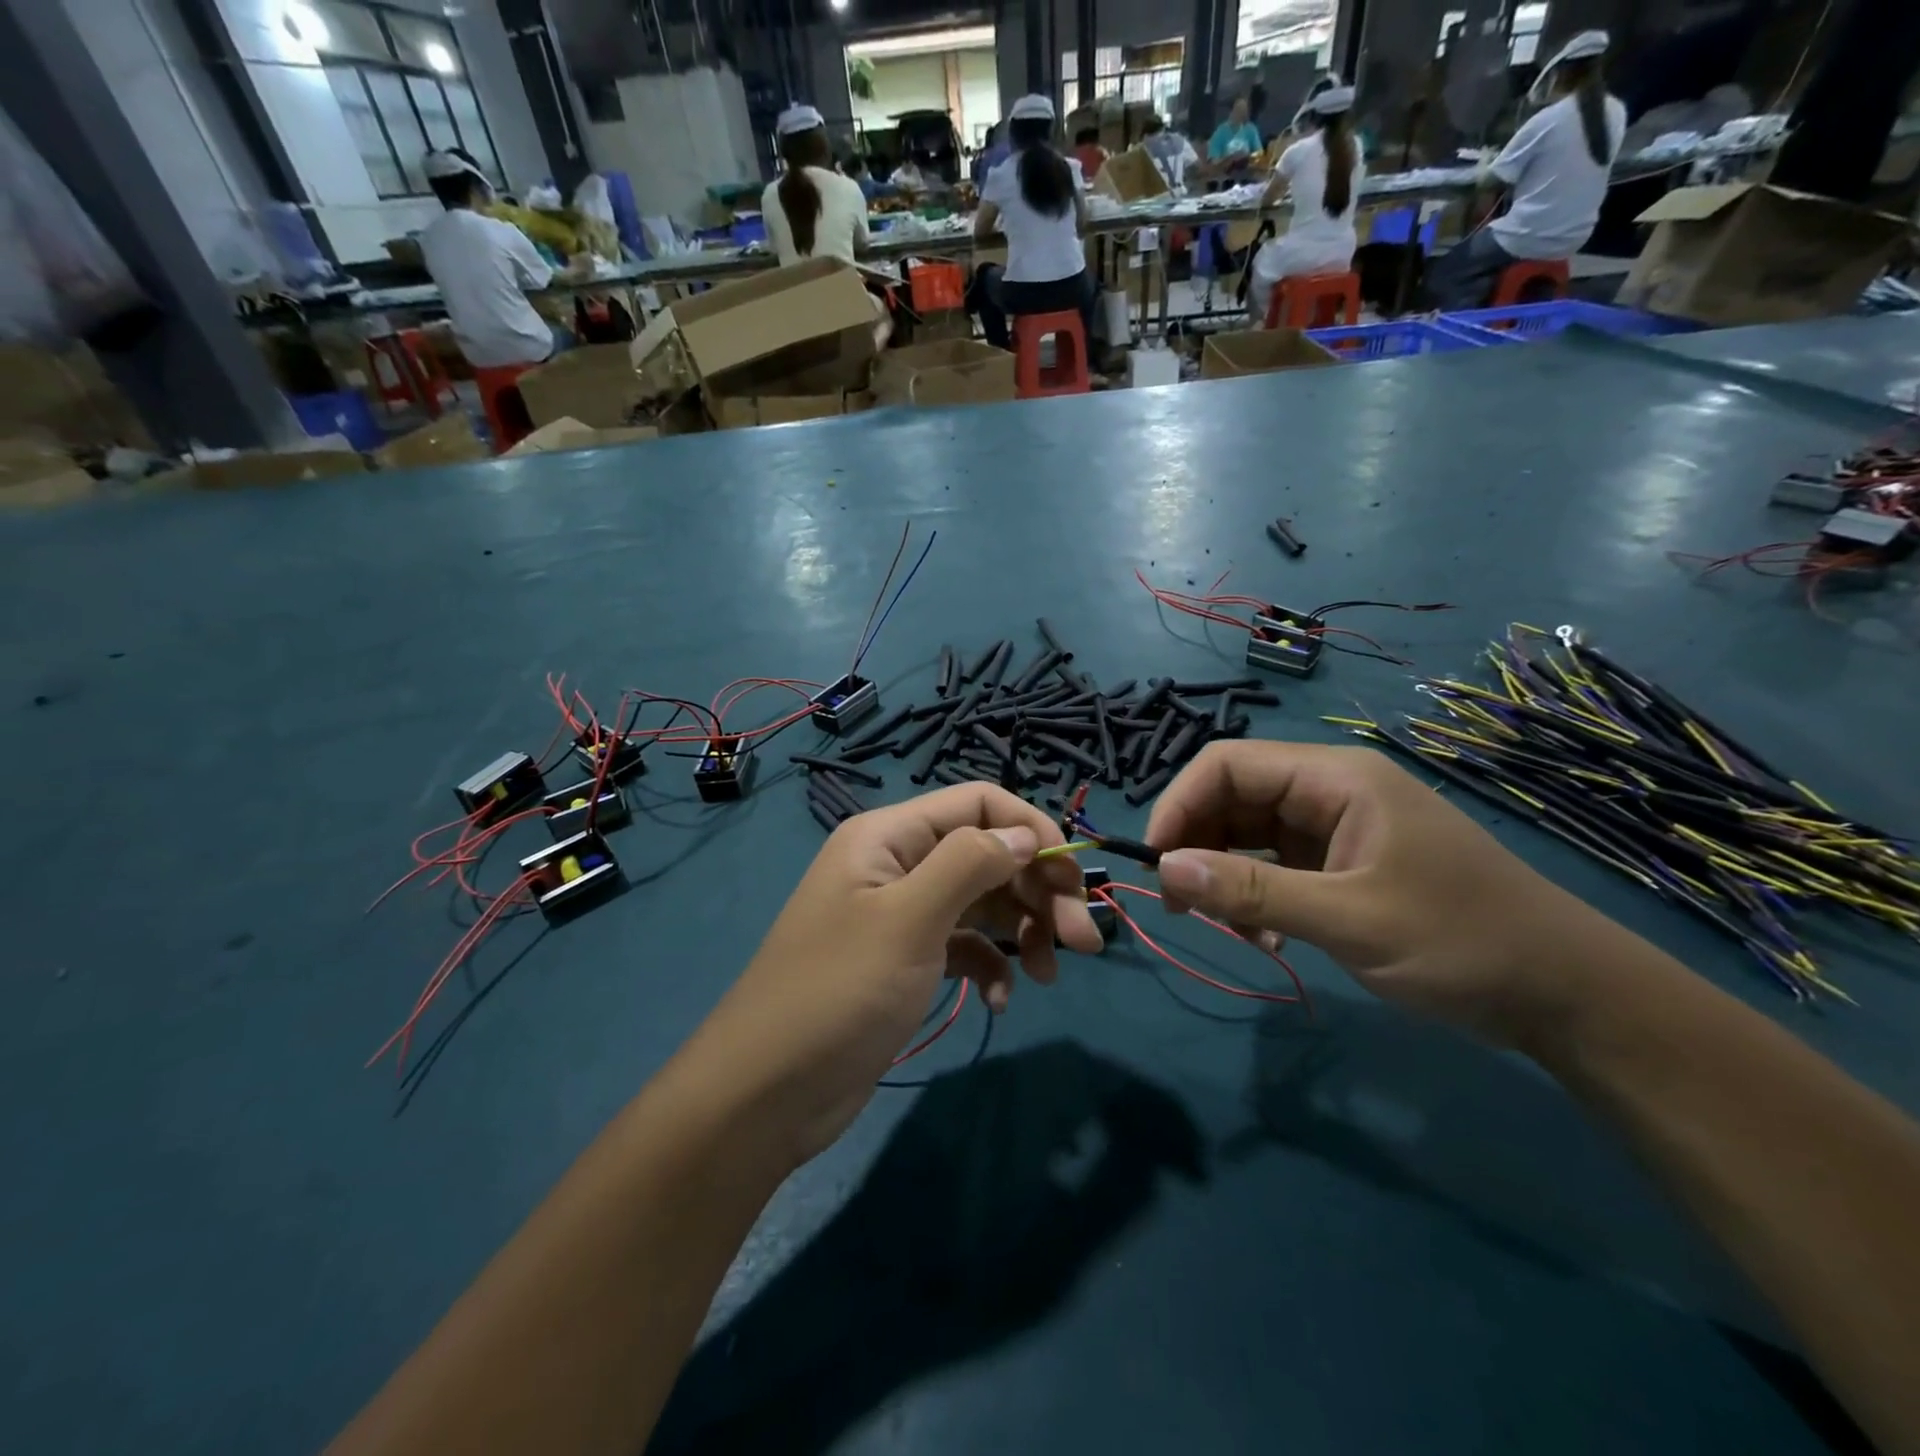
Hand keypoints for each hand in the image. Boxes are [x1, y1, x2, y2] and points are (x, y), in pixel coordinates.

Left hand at [687, 785, 1102, 1164]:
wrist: (768, 1092)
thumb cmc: (839, 992)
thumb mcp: (909, 919)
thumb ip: (970, 863)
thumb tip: (1024, 836)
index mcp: (890, 836)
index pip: (978, 803)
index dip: (1031, 830)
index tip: (1073, 879)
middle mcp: (897, 864)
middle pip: (987, 855)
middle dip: (1038, 891)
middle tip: (1084, 941)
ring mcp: (901, 914)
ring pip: (982, 903)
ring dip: (1022, 931)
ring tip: (1050, 975)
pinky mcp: (905, 960)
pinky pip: (964, 946)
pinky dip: (988, 965)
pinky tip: (997, 999)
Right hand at [1144, 741, 1620, 1048]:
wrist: (1565, 994)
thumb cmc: (1462, 942)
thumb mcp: (1349, 919)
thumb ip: (1251, 891)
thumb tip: (1165, 869)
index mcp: (1334, 778)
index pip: (1227, 764)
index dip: (1179, 804)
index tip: (1155, 862)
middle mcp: (1329, 790)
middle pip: (1233, 796)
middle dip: (1197, 844)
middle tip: (1180, 905)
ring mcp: (1337, 827)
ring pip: (1248, 832)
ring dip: (1223, 874)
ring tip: (1224, 928)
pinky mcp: (1343, 862)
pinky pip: (1274, 864)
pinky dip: (1254, 894)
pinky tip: (1264, 935)